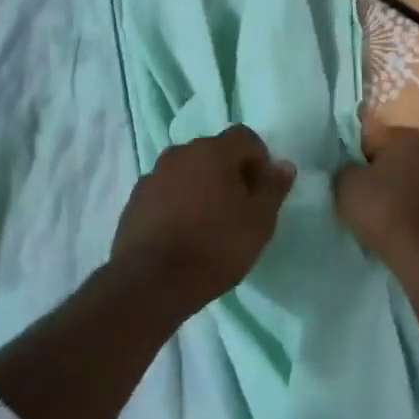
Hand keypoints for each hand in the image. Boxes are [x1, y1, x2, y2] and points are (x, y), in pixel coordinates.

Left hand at [111, 126, 295, 306]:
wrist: (152, 282)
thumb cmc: (215, 247)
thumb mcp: (259, 221)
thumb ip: (273, 188)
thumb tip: (283, 165)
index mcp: (213, 151)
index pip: (244, 137)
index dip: (259, 159)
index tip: (262, 190)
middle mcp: (181, 153)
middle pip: (214, 151)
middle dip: (229, 171)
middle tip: (239, 207)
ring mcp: (154, 175)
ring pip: (187, 170)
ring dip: (201, 186)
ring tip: (208, 222)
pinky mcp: (135, 199)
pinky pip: (166, 191)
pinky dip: (177, 202)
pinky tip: (182, 233)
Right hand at [334, 126, 418, 276]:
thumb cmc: (384, 210)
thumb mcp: (346, 185)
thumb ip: (345, 169)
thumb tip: (353, 170)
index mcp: (406, 136)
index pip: (373, 138)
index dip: (357, 158)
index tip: (350, 180)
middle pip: (395, 158)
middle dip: (380, 173)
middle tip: (363, 198)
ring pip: (412, 179)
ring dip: (398, 192)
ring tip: (381, 217)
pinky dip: (412, 210)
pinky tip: (400, 228)